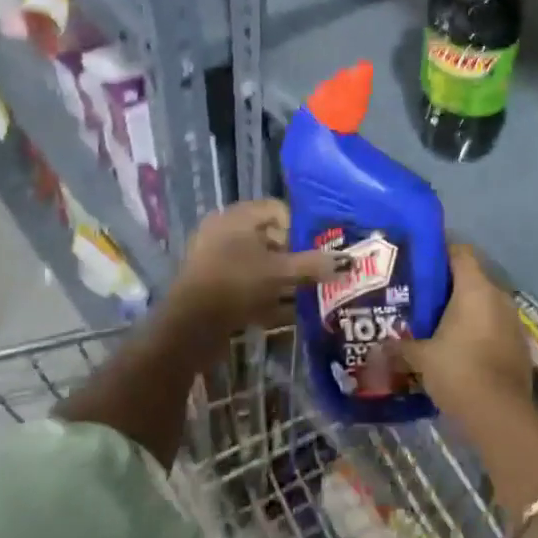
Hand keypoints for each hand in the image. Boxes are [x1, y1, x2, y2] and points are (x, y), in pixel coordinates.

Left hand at [170, 200, 338, 335]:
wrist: (189, 328)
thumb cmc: (235, 285)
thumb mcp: (279, 273)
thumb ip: (314, 265)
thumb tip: (348, 262)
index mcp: (237, 216)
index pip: (278, 209)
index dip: (299, 229)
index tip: (313, 251)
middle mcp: (224, 230)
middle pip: (270, 236)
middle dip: (293, 255)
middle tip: (312, 273)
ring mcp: (215, 257)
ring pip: (258, 261)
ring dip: (280, 276)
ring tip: (301, 293)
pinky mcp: (212, 284)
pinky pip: (246, 281)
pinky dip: (264, 292)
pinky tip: (282, 310)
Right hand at [397, 245, 532, 413]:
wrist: (500, 415)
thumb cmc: (458, 371)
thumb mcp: (421, 358)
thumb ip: (399, 347)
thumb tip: (376, 347)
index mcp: (475, 288)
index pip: (460, 252)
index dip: (441, 252)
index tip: (420, 261)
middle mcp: (498, 296)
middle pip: (472, 278)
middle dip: (448, 286)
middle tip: (421, 295)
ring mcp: (512, 321)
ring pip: (484, 304)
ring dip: (465, 310)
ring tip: (437, 322)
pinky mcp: (519, 344)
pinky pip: (494, 326)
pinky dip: (478, 330)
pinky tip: (459, 347)